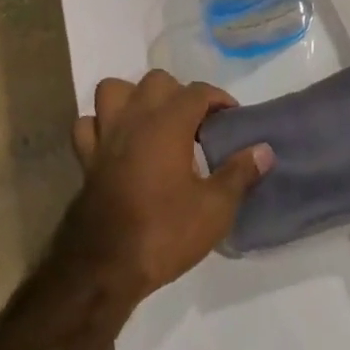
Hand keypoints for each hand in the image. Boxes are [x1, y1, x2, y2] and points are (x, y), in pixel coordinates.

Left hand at [65, 69, 272, 306]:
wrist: (105, 267)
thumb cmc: (164, 233)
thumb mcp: (214, 210)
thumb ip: (239, 174)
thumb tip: (264, 150)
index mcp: (168, 123)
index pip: (198, 92)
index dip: (218, 99)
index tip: (231, 118)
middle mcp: (135, 118)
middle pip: (157, 81)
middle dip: (179, 94)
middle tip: (195, 124)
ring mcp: (106, 135)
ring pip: (114, 90)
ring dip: (133, 98)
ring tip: (152, 122)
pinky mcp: (86, 158)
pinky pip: (88, 125)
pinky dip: (101, 126)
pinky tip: (116, 142)